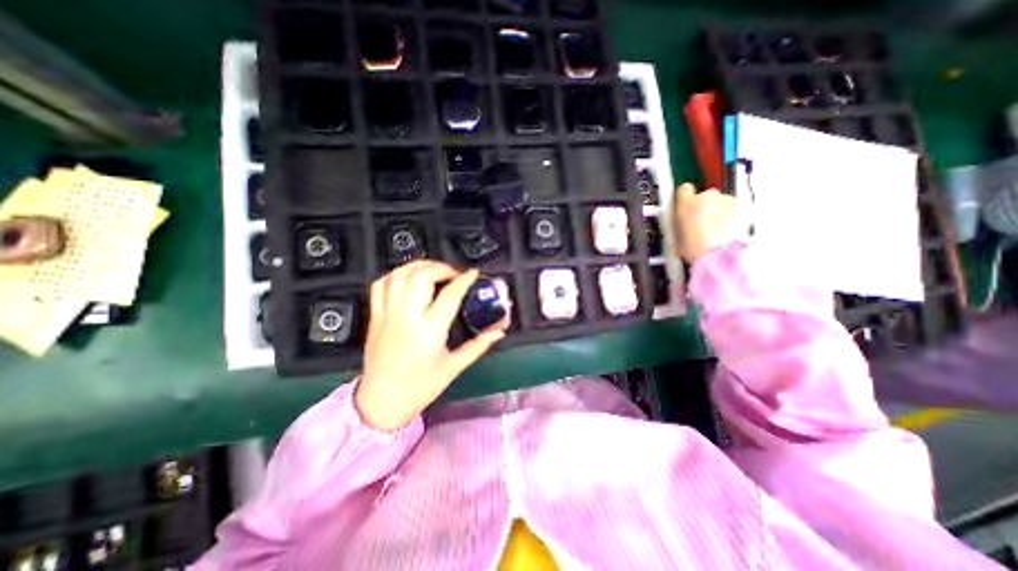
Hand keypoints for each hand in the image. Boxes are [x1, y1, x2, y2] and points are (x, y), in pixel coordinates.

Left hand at [355, 260, 507, 430]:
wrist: (381, 402)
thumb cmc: (420, 387)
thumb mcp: (454, 367)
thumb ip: (478, 345)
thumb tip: (499, 332)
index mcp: (429, 331)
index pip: (449, 295)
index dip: (464, 280)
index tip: (473, 274)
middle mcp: (407, 318)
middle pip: (421, 276)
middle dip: (441, 268)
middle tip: (453, 275)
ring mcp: (387, 315)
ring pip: (399, 275)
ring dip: (419, 266)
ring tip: (433, 271)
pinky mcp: (375, 317)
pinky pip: (380, 285)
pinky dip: (396, 275)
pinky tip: (408, 279)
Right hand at [673, 183, 741, 262]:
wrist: (718, 254)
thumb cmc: (693, 248)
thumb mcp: (677, 237)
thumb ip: (680, 224)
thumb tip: (682, 223)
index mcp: (686, 203)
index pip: (684, 189)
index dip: (686, 198)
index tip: (686, 206)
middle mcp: (706, 196)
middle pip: (705, 196)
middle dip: (705, 207)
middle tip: (703, 224)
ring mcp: (726, 200)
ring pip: (721, 202)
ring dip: (719, 212)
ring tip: (718, 230)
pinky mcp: (743, 207)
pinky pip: (734, 209)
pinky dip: (732, 217)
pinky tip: (729, 231)